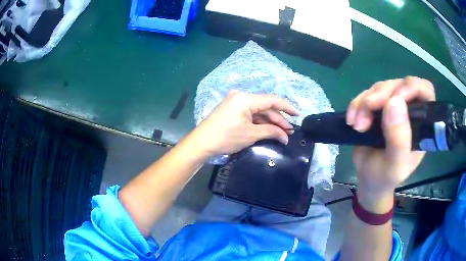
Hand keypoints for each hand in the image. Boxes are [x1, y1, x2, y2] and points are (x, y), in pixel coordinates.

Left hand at [190, 91, 297, 156]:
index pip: (272, 100)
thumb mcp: (251, 134)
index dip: (287, 107)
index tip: (298, 115)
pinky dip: (260, 122)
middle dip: (278, 119)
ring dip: (270, 122)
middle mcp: (241, 97)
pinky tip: (269, 130)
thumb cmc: (226, 137)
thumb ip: (271, 131)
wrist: (201, 143)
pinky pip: (251, 114)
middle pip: (266, 107)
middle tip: (290, 131)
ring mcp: (236, 103)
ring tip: (283, 133)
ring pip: (259, 111)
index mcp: (246, 99)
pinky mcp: (233, 110)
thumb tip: (285, 136)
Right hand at [346, 77, 434, 209]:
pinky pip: (366, 93)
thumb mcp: (395, 166)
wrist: (368, 179)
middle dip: (381, 96)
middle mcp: (410, 110)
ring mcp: (393, 106)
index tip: (395, 100)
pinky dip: (356, 104)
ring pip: (381, 87)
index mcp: (422, 123)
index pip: (425, 91)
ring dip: (365, 103)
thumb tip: (395, 102)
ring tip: (357, 125)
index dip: (411, 88)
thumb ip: (399, 140)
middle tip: (366, 115)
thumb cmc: (386, 177)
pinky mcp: (377, 106)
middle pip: (399, 85)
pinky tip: (351, 120)